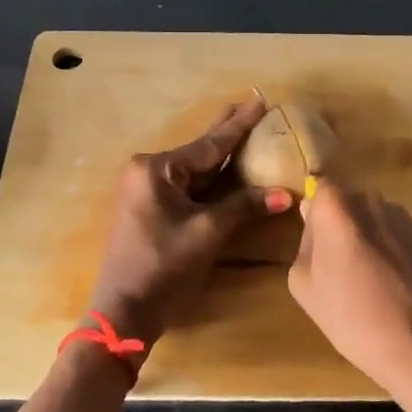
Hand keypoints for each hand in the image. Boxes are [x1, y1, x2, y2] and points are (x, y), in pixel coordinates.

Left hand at [85, 102, 292, 349]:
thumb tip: (286, 194)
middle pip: (199, 152)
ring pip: (194, 170)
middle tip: (252, 105)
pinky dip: (210, 180)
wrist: (125, 311)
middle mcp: (147, 171)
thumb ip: (244, 206)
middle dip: (227, 133)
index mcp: (156, 169)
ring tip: (245, 130)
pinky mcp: (150, 208)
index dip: (239, 125)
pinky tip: (227, 169)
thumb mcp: (207, 232)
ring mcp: (146, 190)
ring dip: (221, 158)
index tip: (260, 101)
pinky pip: (187, 186)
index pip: (208, 145)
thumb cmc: (164, 267)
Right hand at [288, 179, 411, 400]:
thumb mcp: (304, 287)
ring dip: (368, 239)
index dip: (316, 214)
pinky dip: (392, 253)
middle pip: (349, 202)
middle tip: (338, 267)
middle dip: (341, 225)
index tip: (317, 244)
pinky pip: (398, 236)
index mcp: (337, 207)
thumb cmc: (353, 317)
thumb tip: (315, 226)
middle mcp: (373, 201)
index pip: (320, 188)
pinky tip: (394, 288)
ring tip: (369, 282)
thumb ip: (305, 244)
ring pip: (375, 219)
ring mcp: (405, 218)